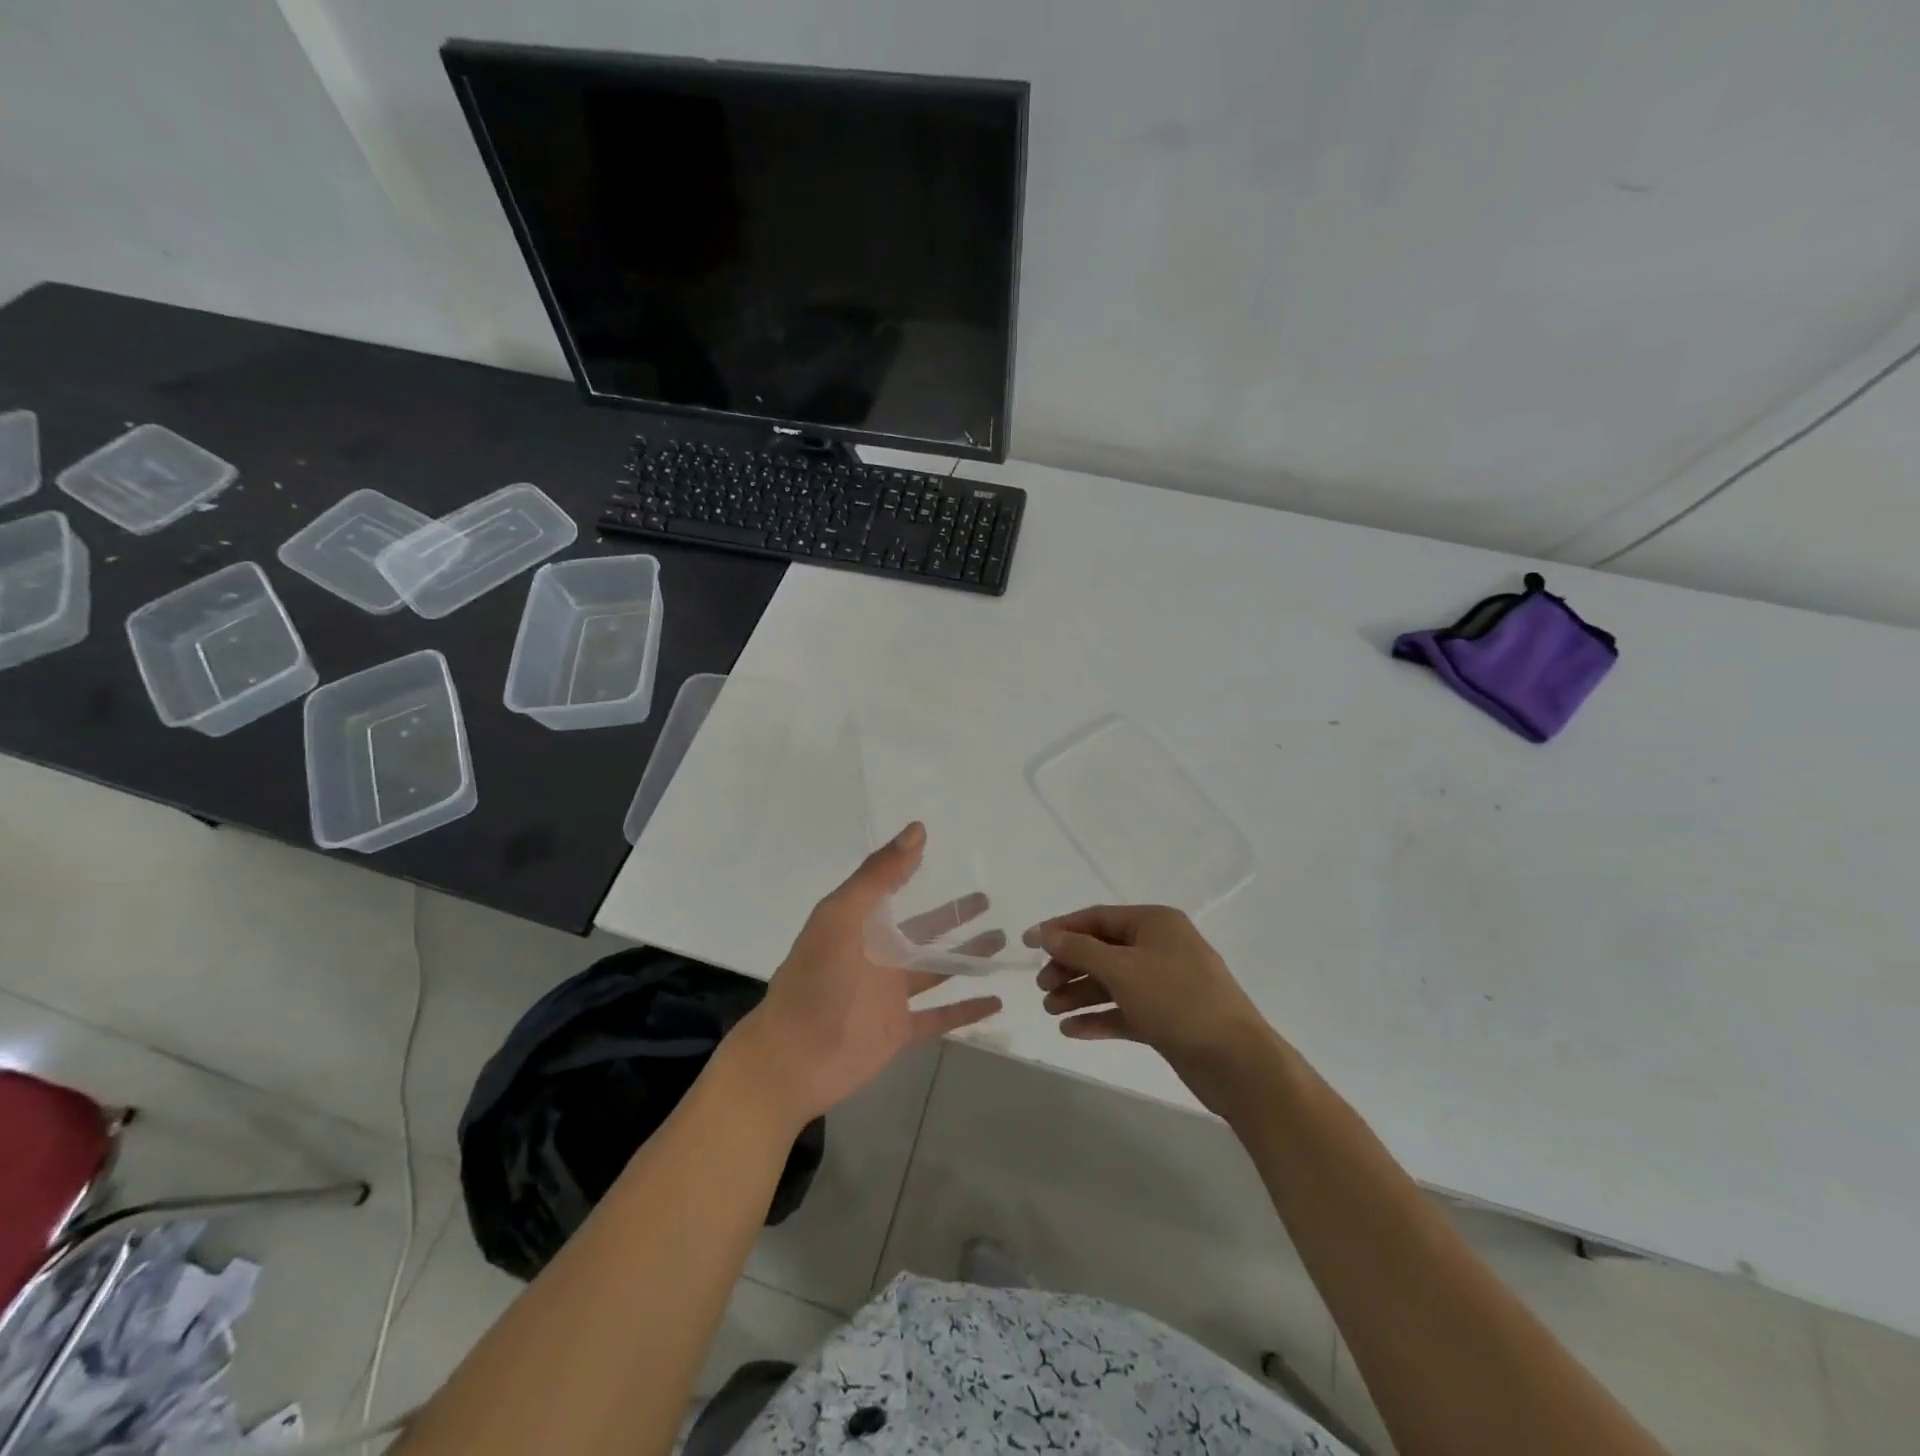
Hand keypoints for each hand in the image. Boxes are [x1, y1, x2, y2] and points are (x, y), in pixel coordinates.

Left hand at [733, 823, 1003, 1127]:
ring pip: (938, 969)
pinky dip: (968, 1010)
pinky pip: (941, 1017)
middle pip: (925, 930)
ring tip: (1002, 940)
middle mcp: (877, 956)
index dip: (910, 869)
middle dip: (954, 915)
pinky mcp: (899, 1030)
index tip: (940, 851)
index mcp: (859, 926)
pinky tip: (996, 1000)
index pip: (891, 890)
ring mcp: (890, 995)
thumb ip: (878, 876)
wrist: (793, 1058)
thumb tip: (916, 830)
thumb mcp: (842, 916)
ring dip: (969, 956)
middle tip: (988, 900)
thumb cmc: (815, 980)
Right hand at [1024, 905, 1281, 1117]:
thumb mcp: (1122, 969)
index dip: (1060, 929)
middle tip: (1042, 987)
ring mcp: (1165, 983)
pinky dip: (1099, 1018)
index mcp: (1155, 923)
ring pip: (1112, 982)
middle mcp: (1160, 947)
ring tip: (1050, 1011)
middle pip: (1102, 950)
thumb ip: (1080, 949)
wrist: (1236, 1062)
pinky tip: (1072, 1031)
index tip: (1027, 944)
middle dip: (1069, 966)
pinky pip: (1124, 1010)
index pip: (1097, 918)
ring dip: (1079, 994)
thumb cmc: (1177, 1001)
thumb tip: (1048, 934)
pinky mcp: (1167, 1017)